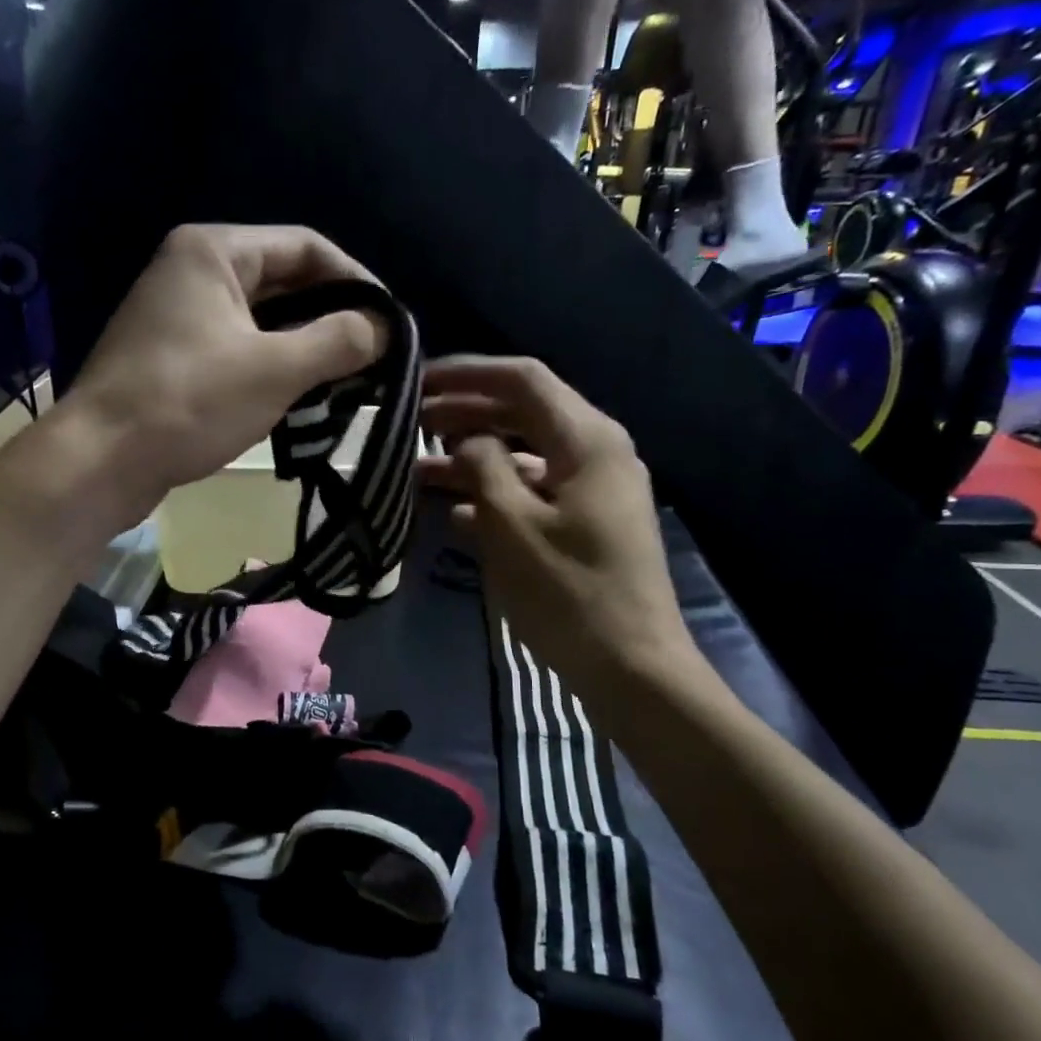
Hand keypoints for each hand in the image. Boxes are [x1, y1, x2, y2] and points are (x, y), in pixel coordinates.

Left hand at [61, 225, 387, 526]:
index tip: (389, 321)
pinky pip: (239, 347)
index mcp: (213, 250)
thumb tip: (384, 328)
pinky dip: (274, 365)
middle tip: (374, 354)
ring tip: (348, 378)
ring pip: (262, 318)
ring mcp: (179, 315)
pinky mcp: (174, 356)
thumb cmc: (189, 402)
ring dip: (306, 344)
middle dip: (331, 315)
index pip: (305, 246)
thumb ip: (337, 341)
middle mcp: (193, 270)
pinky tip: (302, 395)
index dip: (355, 279)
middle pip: (283, 280)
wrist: (101, 461)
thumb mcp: (275, 369)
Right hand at [419, 356, 695, 685]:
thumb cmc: (569, 593)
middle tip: (409, 422)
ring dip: (472, 458)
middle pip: (523, 413)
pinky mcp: (585, 523)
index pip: (523, 380)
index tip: (417, 379)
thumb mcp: (513, 526)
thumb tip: (465, 439)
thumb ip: (483, 468)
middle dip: (464, 414)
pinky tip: (452, 512)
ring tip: (416, 468)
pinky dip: (493, 494)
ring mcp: (593, 490)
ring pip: (523, 455)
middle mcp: (596, 453)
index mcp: (588, 440)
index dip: (467, 373)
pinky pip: (533, 492)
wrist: (631, 668)